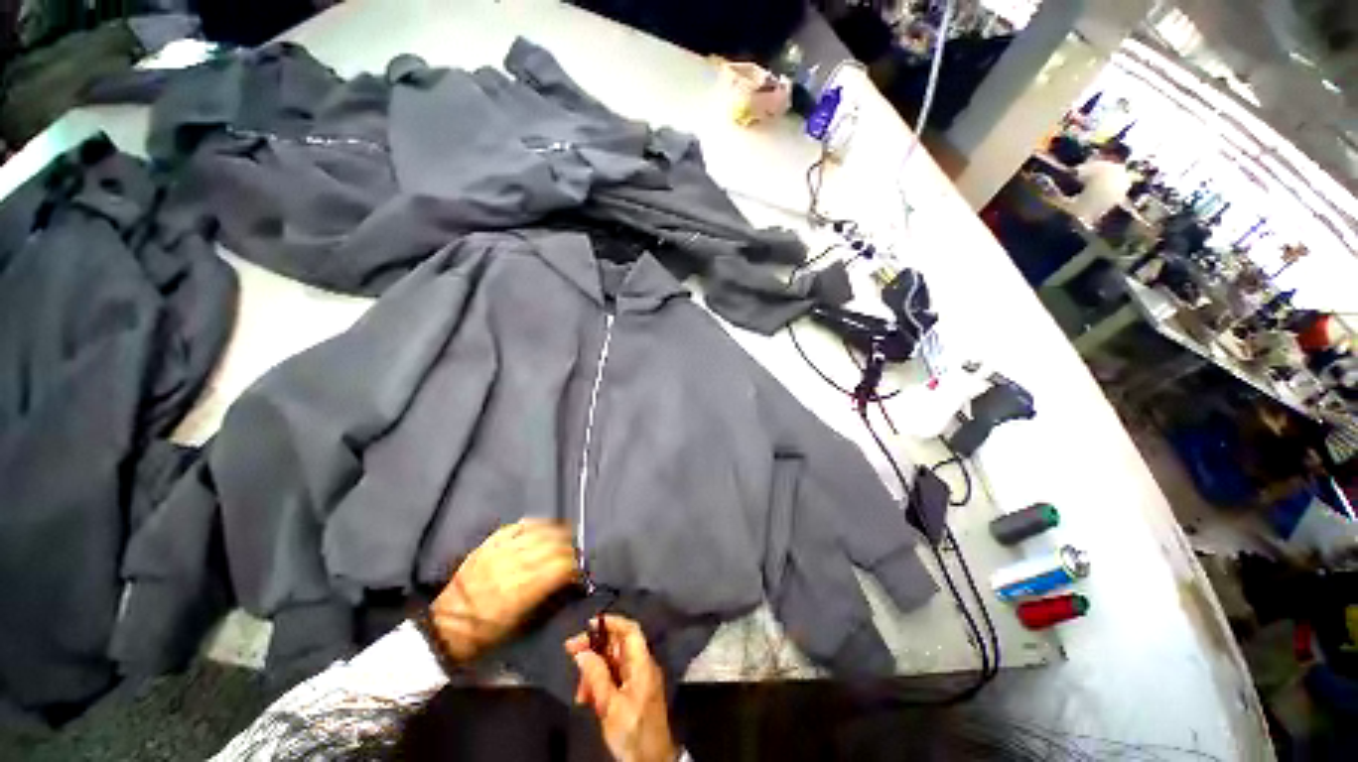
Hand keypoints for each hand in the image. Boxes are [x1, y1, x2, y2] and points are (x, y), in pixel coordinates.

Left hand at [430, 519, 577, 660]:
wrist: (444, 630)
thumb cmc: (485, 636)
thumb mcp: (520, 627)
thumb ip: (546, 600)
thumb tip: (567, 583)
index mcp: (521, 592)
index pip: (560, 567)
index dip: (575, 567)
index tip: (579, 571)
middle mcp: (512, 567)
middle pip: (552, 546)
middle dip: (569, 548)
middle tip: (575, 553)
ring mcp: (498, 553)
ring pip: (537, 532)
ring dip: (556, 532)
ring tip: (566, 535)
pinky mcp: (487, 546)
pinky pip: (515, 527)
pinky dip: (532, 524)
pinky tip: (542, 525)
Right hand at [565, 615, 677, 761]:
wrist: (651, 761)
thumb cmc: (633, 732)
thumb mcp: (610, 706)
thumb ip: (597, 676)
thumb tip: (582, 652)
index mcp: (642, 663)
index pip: (630, 630)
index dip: (611, 622)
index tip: (589, 624)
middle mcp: (642, 665)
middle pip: (618, 644)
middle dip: (594, 647)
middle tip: (570, 651)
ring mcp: (638, 679)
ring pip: (613, 662)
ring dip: (594, 670)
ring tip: (580, 690)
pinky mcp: (633, 692)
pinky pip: (614, 677)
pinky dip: (599, 683)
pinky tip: (587, 698)